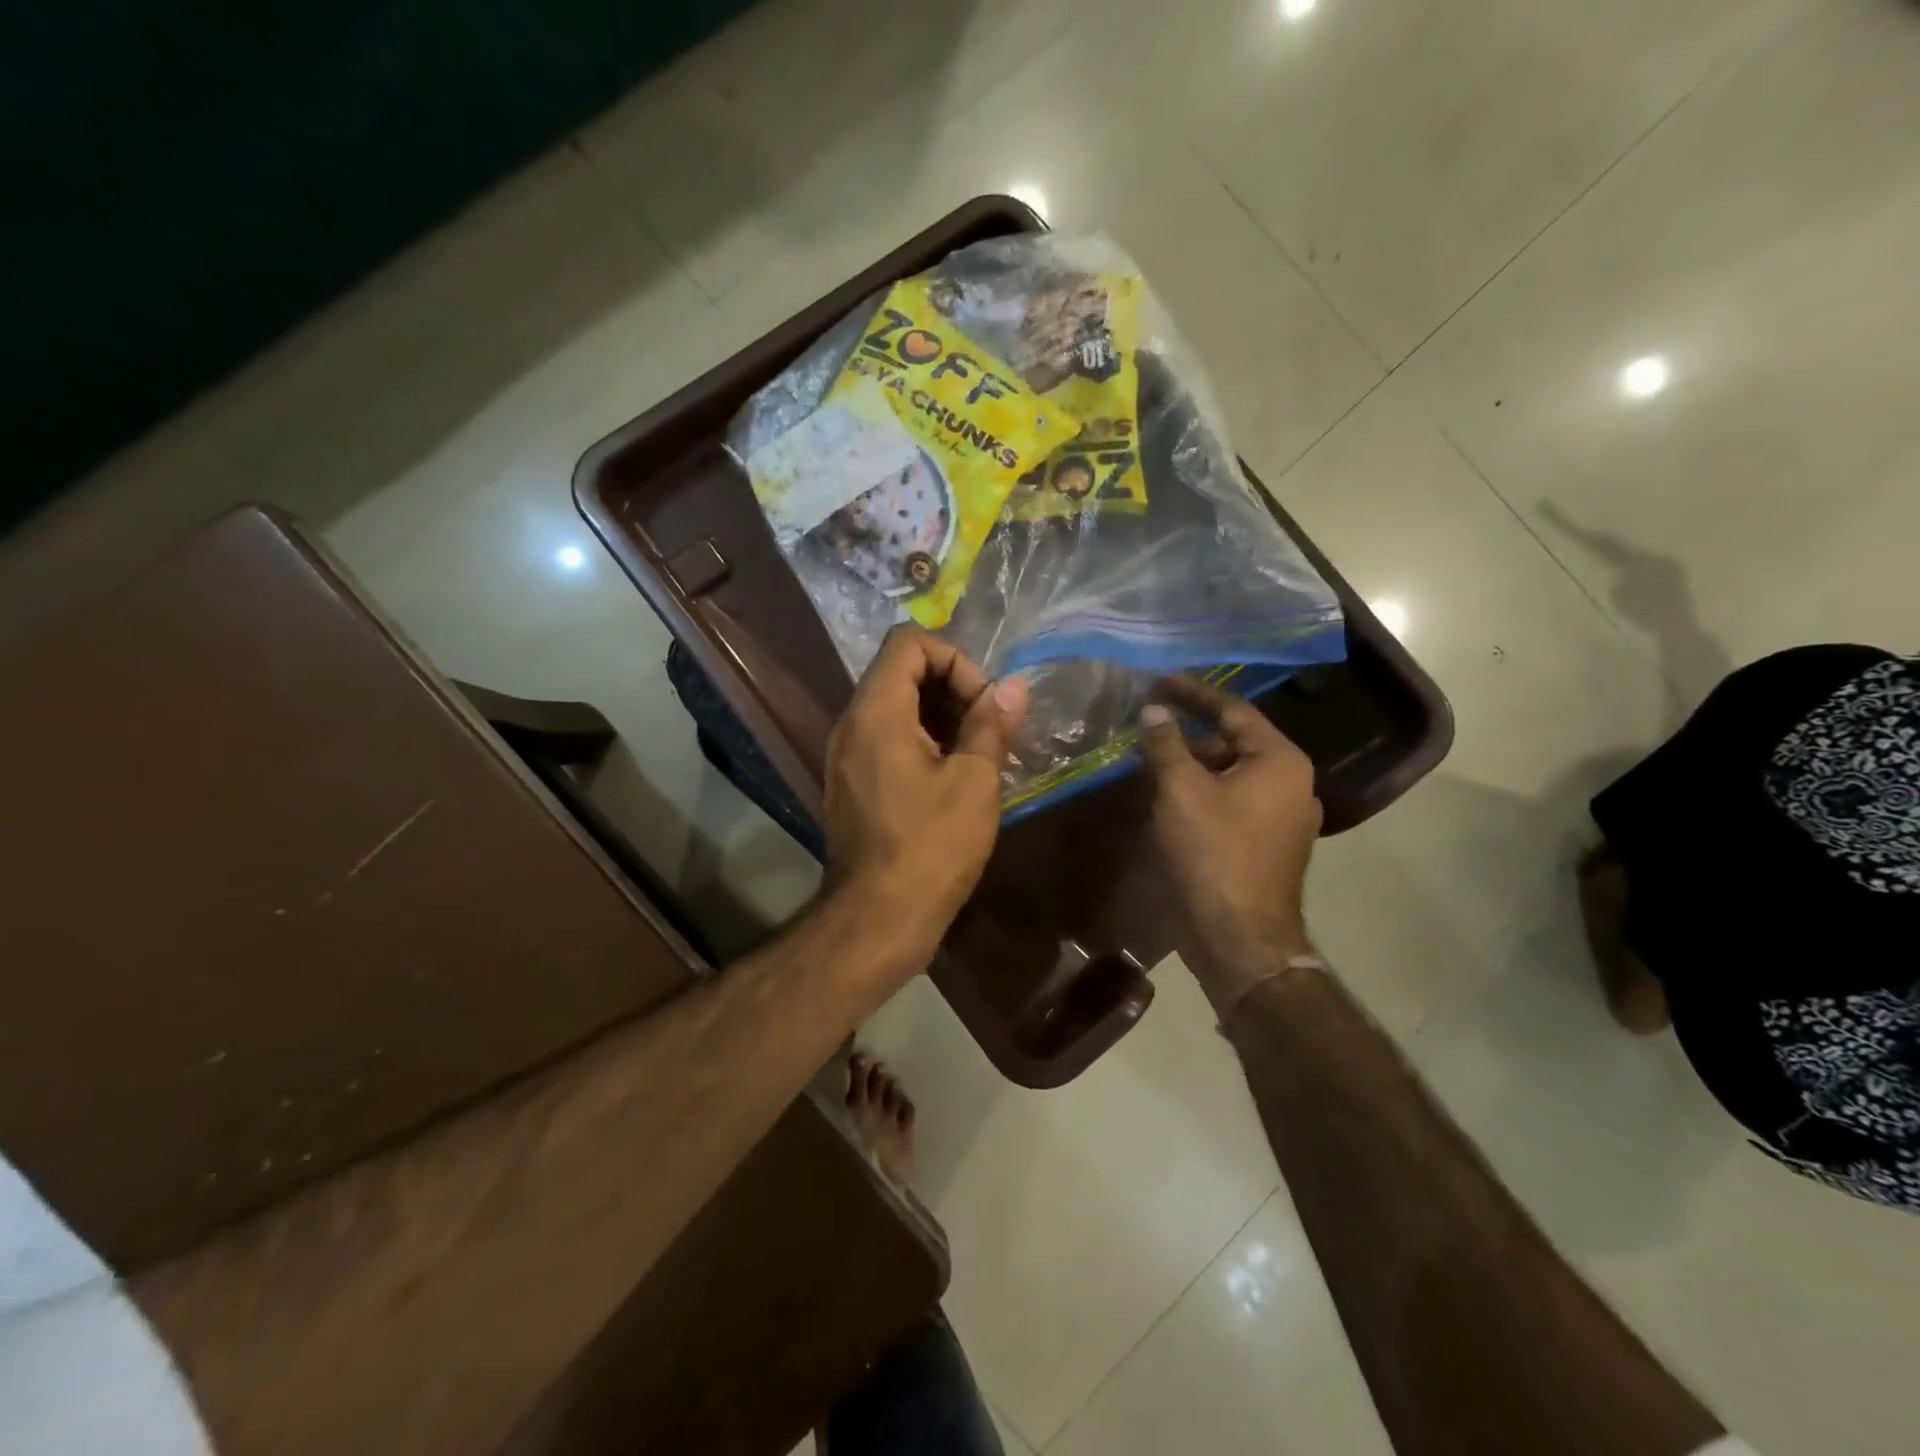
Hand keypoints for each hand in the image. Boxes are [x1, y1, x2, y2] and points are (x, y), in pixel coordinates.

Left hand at [822, 627, 1029, 976]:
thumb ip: (992, 724)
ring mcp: (845, 756)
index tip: (983, 704)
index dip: (955, 659)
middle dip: (953, 689)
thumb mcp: (974, 782)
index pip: (909, 642)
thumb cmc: (931, 847)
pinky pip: (886, 740)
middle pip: (901, 672)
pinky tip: (954, 779)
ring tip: (979, 755)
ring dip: (941, 718)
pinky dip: (921, 743)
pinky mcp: (851, 783)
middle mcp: (851, 724)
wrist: (877, 919)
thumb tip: (1014, 686)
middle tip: (989, 730)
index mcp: (876, 712)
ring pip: (895, 708)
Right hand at [1138, 676, 1322, 1011]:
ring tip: (1151, 762)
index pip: (1233, 709)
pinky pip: (1234, 801)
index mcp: (1280, 761)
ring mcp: (1284, 816)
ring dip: (1193, 765)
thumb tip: (1153, 710)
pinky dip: (1203, 792)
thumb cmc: (1213, 854)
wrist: (1240, 938)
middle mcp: (1292, 782)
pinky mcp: (1270, 843)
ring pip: (1232, 774)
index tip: (1159, 681)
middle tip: (1147, 727)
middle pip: (1234, 742)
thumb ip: (1166, 743)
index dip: (1192, 693)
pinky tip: (1170, 798)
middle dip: (1189, 734)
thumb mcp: (1181, 791)